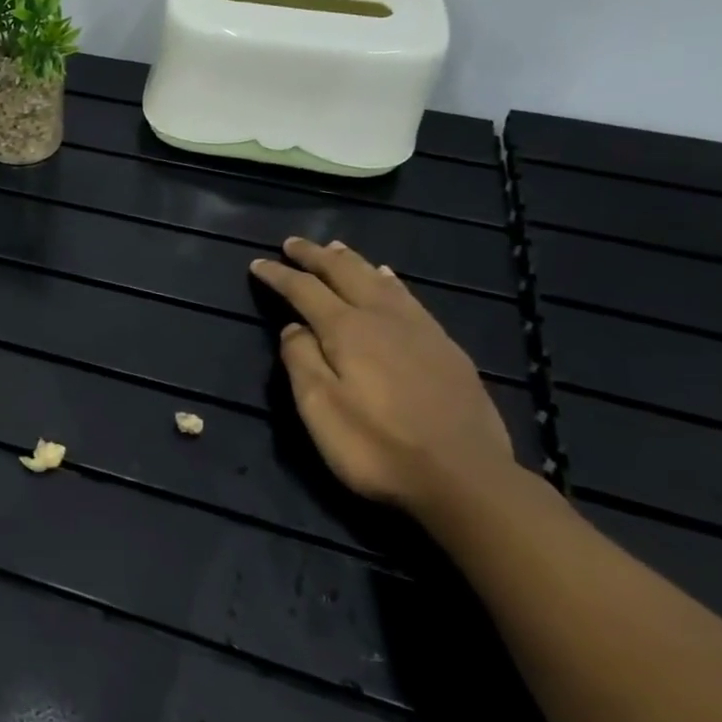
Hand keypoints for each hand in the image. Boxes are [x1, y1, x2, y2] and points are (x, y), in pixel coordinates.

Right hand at [251, 238, 514, 513]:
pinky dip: (389, 280)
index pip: (304, 290)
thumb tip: (292, 328)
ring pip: (379, 279)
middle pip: (344, 273)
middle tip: (293, 243)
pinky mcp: (445, 347)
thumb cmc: (377, 446)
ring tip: (335, 248)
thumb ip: (300, 361)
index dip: (278, 275)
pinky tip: (388, 279)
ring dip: (352, 261)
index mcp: (346, 329)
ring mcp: (419, 329)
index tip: (257, 264)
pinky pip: (409, 297)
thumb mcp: (320, 408)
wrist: (464, 477)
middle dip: (314, 256)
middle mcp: (382, 317)